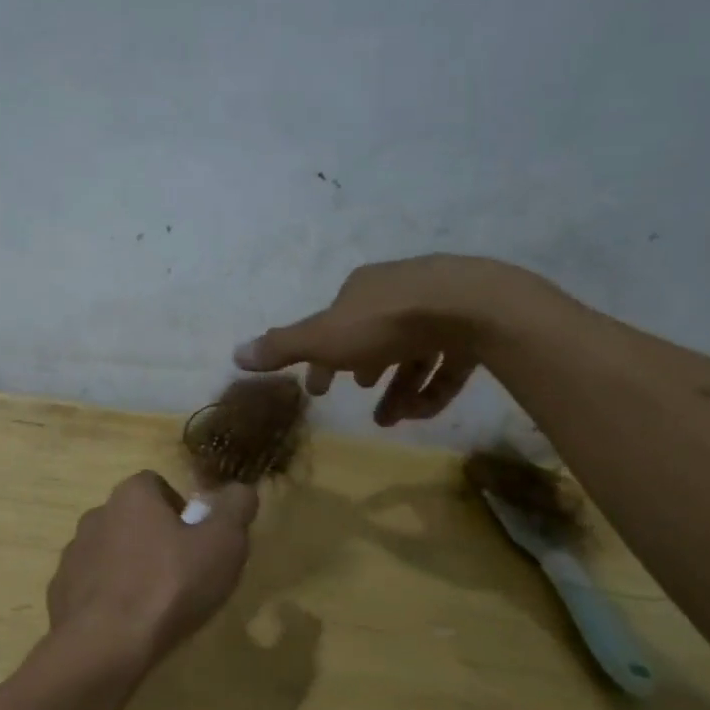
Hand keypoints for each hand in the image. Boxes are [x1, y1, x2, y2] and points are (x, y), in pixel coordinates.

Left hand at [45, 472, 257, 676]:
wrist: (104, 645)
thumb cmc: (169, 585)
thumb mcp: (222, 543)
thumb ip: (235, 508)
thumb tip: (241, 489)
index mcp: (131, 496)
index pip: (156, 485)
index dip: (181, 509)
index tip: (198, 541)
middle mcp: (96, 515)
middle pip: (132, 519)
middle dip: (155, 540)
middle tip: (183, 575)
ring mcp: (74, 554)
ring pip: (110, 553)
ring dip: (130, 569)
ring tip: (156, 605)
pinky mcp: (61, 591)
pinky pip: (92, 586)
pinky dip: (109, 599)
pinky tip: (127, 625)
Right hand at [233, 255, 550, 425]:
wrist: (472, 306)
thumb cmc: (386, 322)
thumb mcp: (323, 338)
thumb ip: (282, 348)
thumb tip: (235, 354)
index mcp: (362, 290)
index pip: (334, 324)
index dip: (322, 358)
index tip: (319, 390)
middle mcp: (399, 291)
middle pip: (374, 336)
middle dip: (362, 369)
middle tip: (357, 395)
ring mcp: (440, 306)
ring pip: (413, 352)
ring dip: (397, 388)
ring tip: (389, 420)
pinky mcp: (474, 325)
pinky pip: (448, 361)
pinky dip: (431, 388)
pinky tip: (420, 411)